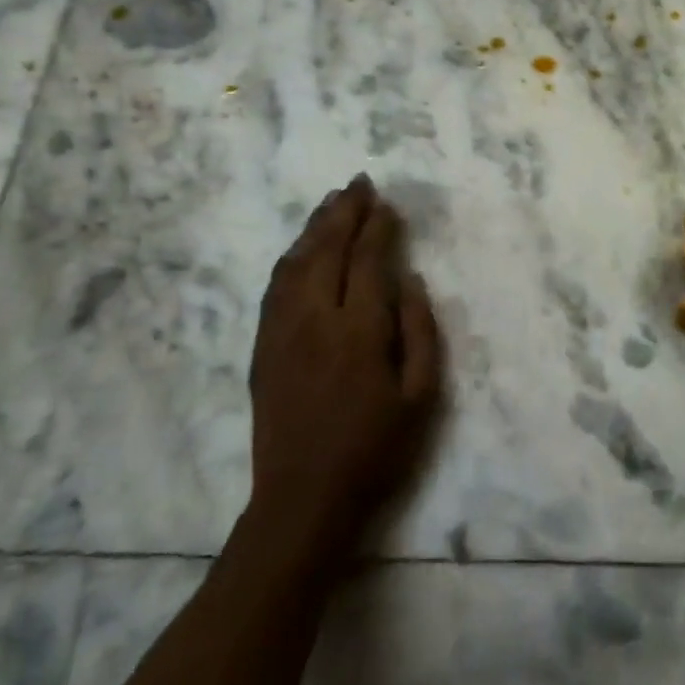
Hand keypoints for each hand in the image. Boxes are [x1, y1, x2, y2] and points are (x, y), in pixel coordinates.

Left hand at [245, 175, 443, 563]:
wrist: (303, 500)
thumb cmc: (374, 450)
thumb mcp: (422, 397)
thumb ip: (421, 331)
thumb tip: (411, 280)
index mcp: (358, 331)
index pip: (367, 261)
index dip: (378, 227)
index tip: (387, 204)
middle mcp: (314, 320)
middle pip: (327, 249)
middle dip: (344, 212)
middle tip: (359, 183)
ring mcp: (281, 332)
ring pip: (295, 262)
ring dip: (314, 227)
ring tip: (331, 202)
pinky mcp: (262, 347)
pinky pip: (275, 286)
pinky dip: (291, 256)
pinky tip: (301, 247)